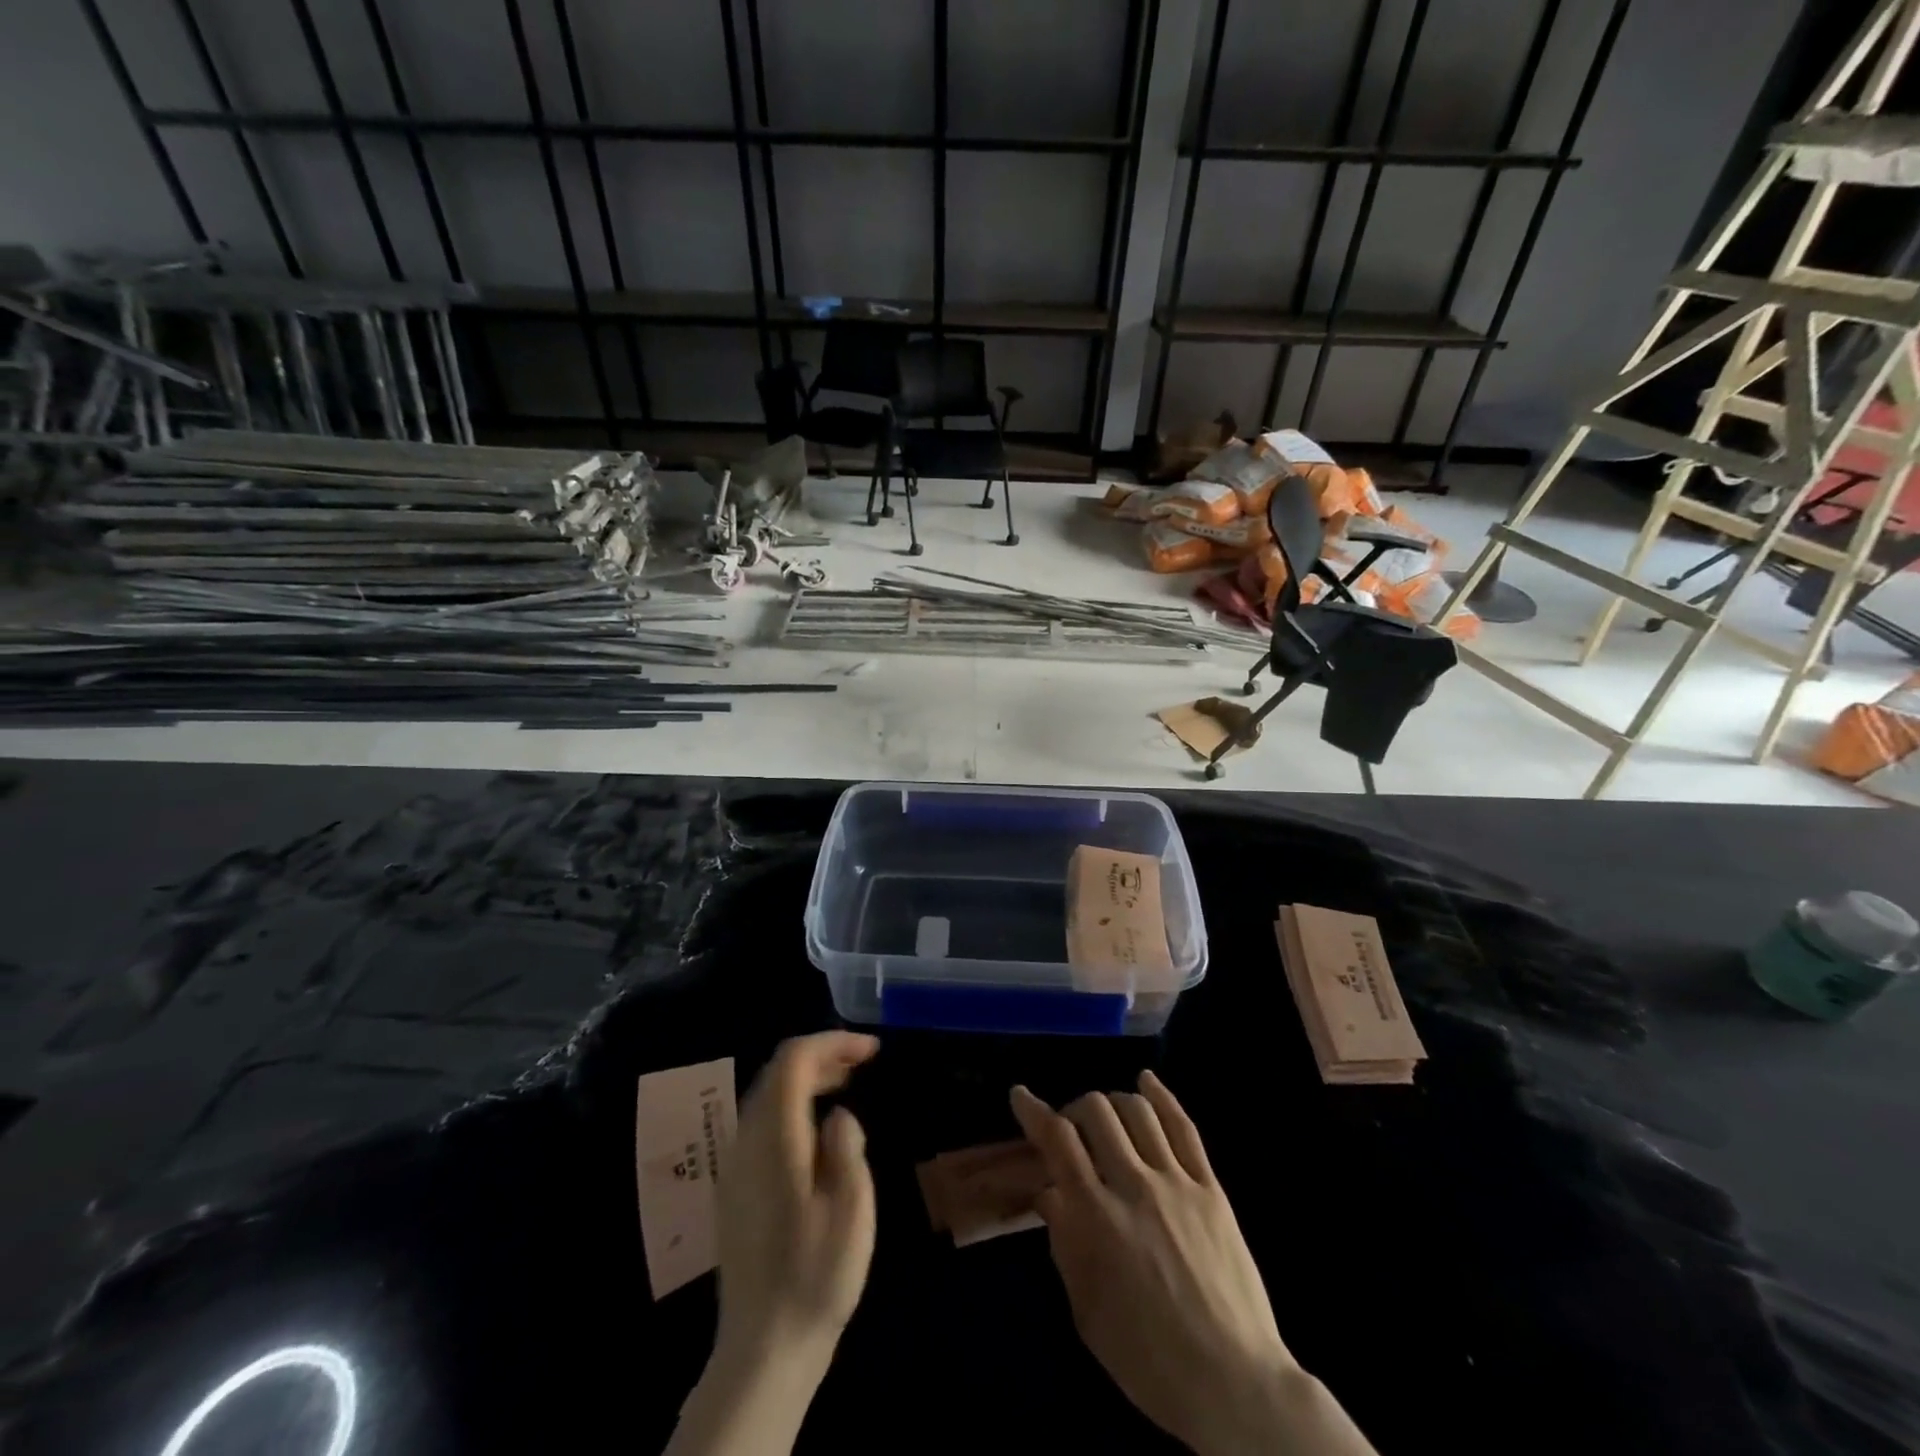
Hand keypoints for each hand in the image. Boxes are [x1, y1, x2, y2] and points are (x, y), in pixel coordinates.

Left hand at [716, 1031, 879, 1366]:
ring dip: (806, 1079)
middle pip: (777, 1072)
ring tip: (846, 1086)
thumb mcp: (851, 1208)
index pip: (794, 1060)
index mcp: (775, 1138)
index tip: (872, 1050)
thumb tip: (839, 1115)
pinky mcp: (735, 1186)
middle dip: (821, 1056)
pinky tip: (817, 1130)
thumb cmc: (816, 1275)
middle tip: (863, 1062)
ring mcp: (735, 1164)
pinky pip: (762, 1122)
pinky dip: (792, 1105)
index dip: (833, 1042)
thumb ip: (847, 1147)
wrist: (764, 1347)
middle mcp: (746, 1141)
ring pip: (767, 1095)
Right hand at [1011, 1073, 1375, 1455]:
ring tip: (1106, 1116)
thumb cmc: (1148, 1359)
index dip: (1034, 1111)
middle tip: (1071, 1129)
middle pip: (1097, 1112)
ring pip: (1138, 1110)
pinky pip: (1184, 1127)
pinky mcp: (1210, 1188)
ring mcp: (1176, 1182)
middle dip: (1074, 1109)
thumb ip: (1065, 1242)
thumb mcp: (1087, 1310)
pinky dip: (1162, 1096)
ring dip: (1113, 1101)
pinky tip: (1147, 1081)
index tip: (1020, 1095)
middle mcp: (1134, 1185)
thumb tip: (1049, 1192)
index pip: (1058, 1141)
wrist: (1232, 1383)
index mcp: (1097, 1217)